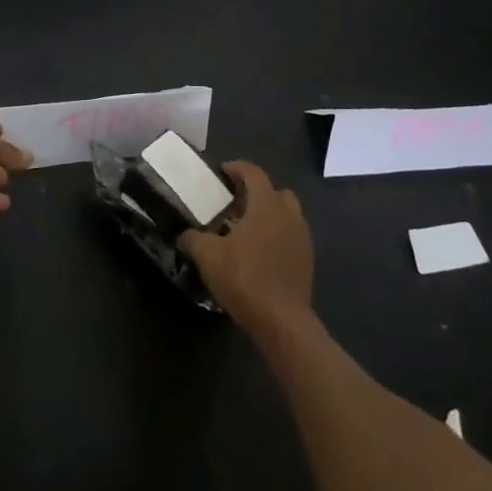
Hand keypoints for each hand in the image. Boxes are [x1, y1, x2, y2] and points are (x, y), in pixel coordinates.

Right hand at [179, 162, 313, 339]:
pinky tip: (258, 253)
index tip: (222, 171)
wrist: (282, 322)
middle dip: (257, 192)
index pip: (254, 174)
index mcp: (267, 206)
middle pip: (276, 192)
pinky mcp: (306, 262)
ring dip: (268, 215)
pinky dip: (276, 236)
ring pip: (287, 215)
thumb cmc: (245, 278)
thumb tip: (184, 235)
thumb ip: (193, 239)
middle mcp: (289, 216)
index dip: (237, 168)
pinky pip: (290, 237)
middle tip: (235, 202)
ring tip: (245, 229)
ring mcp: (302, 240)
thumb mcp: (208, 256)